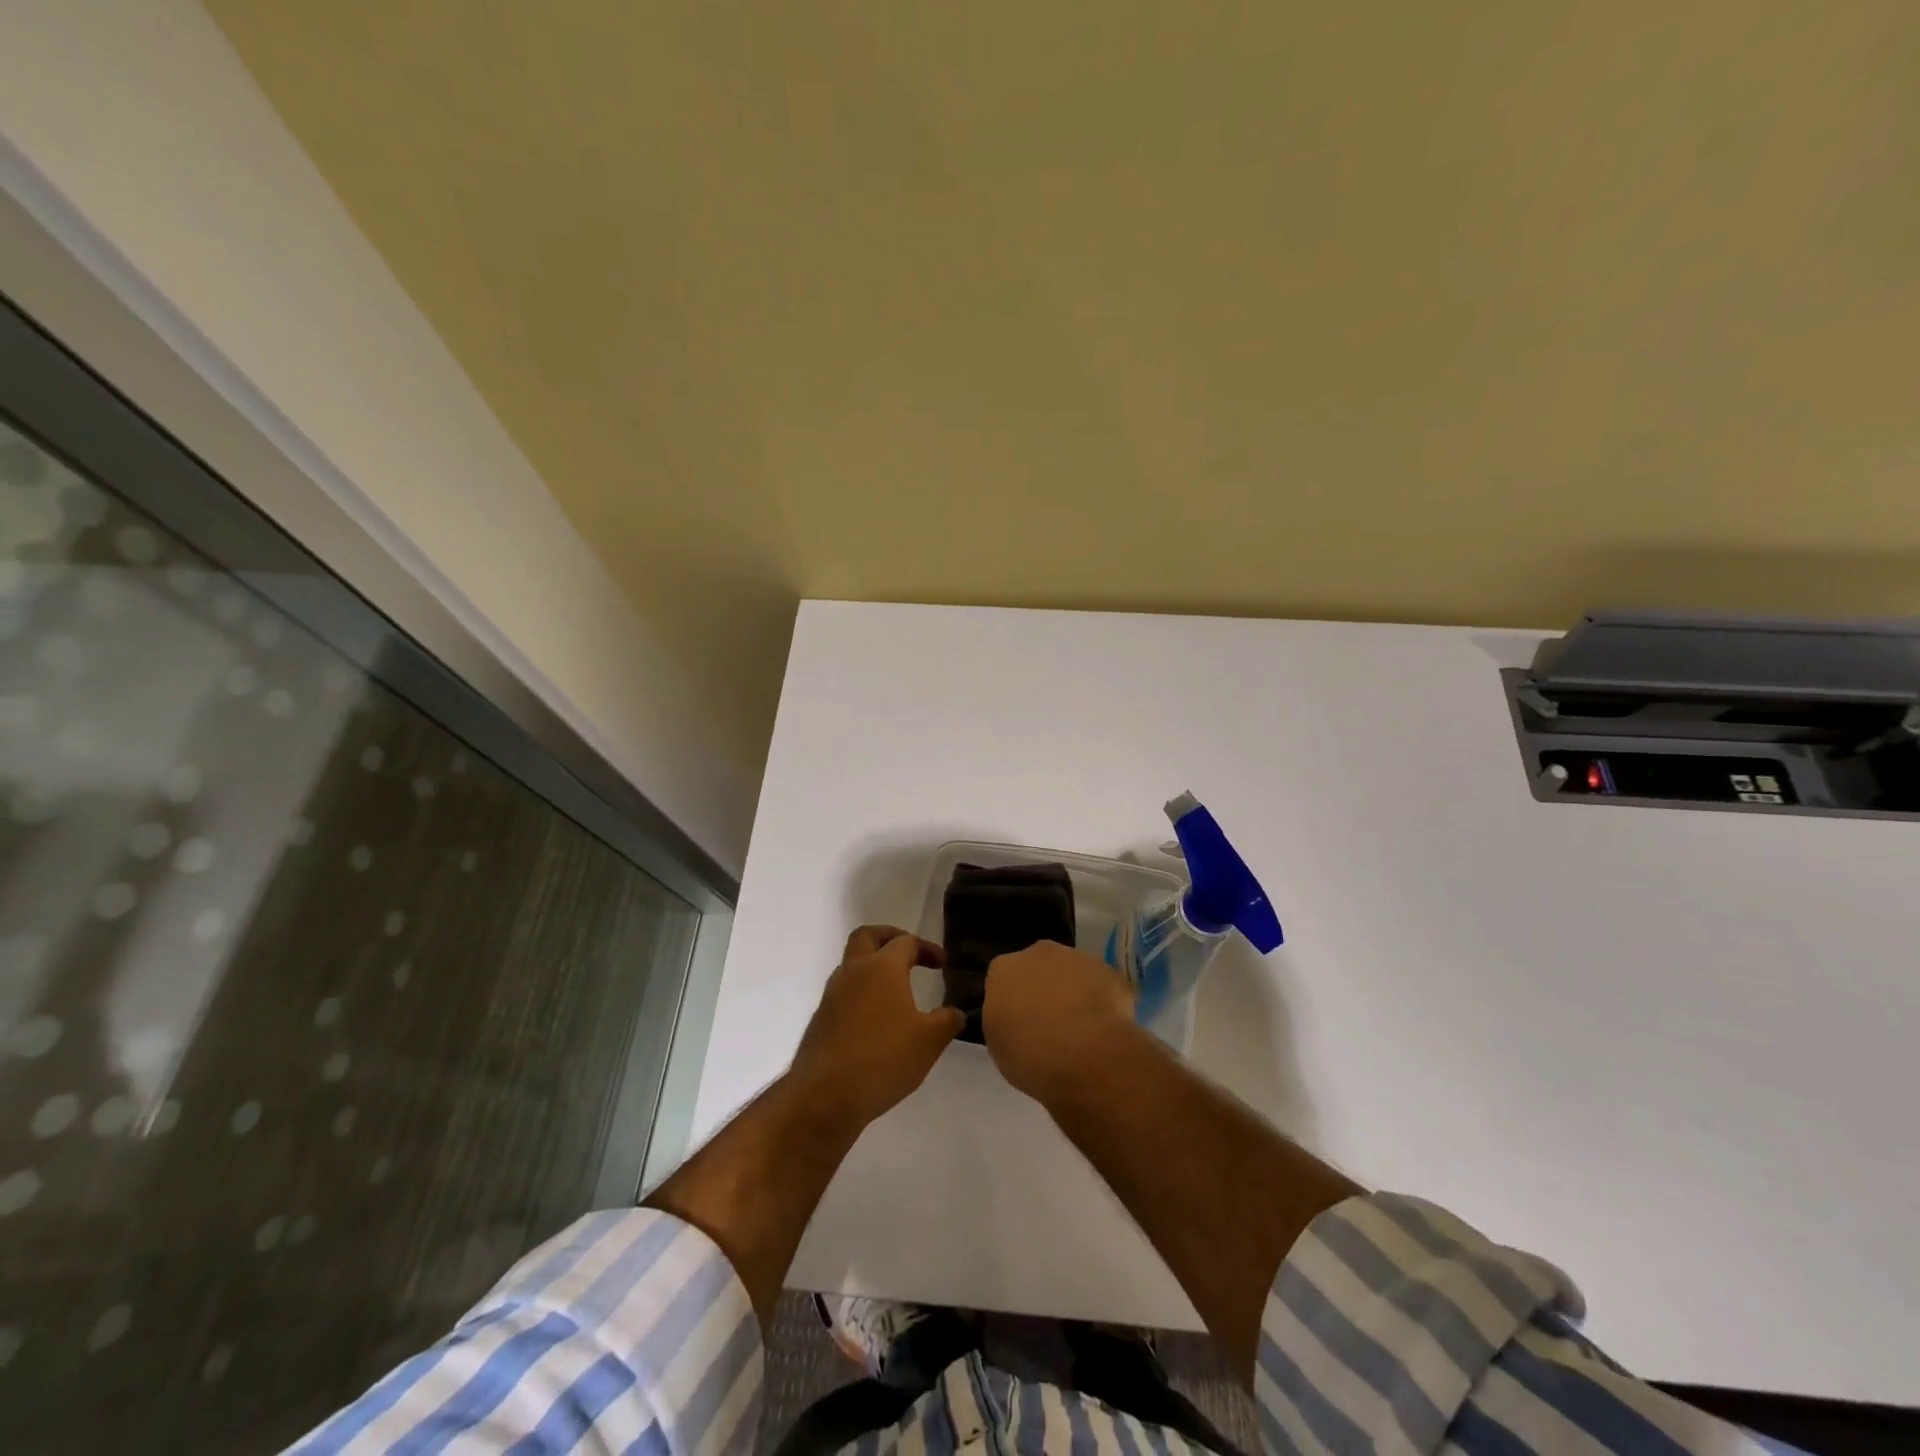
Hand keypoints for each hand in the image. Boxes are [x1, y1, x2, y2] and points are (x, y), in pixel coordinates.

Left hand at [788, 925, 963, 1127]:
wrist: (825, 1095)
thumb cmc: (883, 1059)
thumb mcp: (929, 1042)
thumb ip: (947, 1021)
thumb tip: (955, 1012)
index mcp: (882, 968)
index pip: (906, 942)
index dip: (927, 948)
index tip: (942, 964)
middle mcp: (854, 971)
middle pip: (867, 936)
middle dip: (889, 937)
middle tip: (908, 951)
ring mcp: (833, 994)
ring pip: (851, 964)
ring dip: (872, 966)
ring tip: (895, 989)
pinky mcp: (821, 1018)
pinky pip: (844, 992)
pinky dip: (861, 993)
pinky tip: (876, 1019)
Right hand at [982, 940, 1139, 1103]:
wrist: (1085, 1055)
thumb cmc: (1030, 1056)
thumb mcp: (1000, 1048)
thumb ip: (1005, 1023)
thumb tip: (1016, 1022)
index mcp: (1003, 969)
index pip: (1003, 980)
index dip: (1012, 1002)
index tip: (1020, 1025)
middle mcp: (1037, 953)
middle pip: (1038, 968)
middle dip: (1043, 989)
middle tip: (1050, 1025)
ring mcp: (1077, 957)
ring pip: (1072, 973)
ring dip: (1074, 992)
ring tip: (1082, 1030)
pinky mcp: (1110, 971)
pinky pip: (1103, 986)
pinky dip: (1104, 1002)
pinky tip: (1105, 1030)